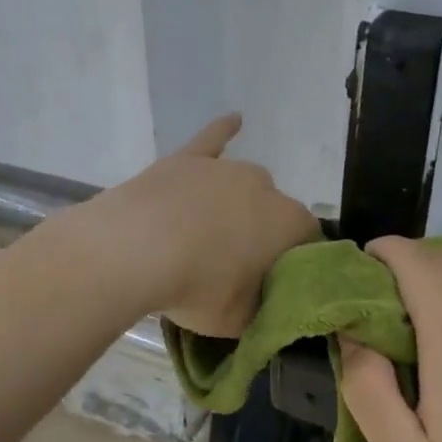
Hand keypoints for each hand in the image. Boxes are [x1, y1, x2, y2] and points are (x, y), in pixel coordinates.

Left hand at [86, 115, 318, 335]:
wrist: (134, 251)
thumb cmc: (197, 288)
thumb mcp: (239, 320)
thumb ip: (262, 311)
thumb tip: (265, 306)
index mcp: (289, 224)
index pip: (307, 242)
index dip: (293, 264)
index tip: (274, 284)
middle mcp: (266, 187)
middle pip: (274, 212)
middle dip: (263, 235)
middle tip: (236, 266)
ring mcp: (225, 169)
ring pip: (244, 185)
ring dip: (237, 205)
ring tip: (214, 232)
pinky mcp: (188, 160)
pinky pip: (212, 140)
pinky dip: (223, 131)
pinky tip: (234, 121)